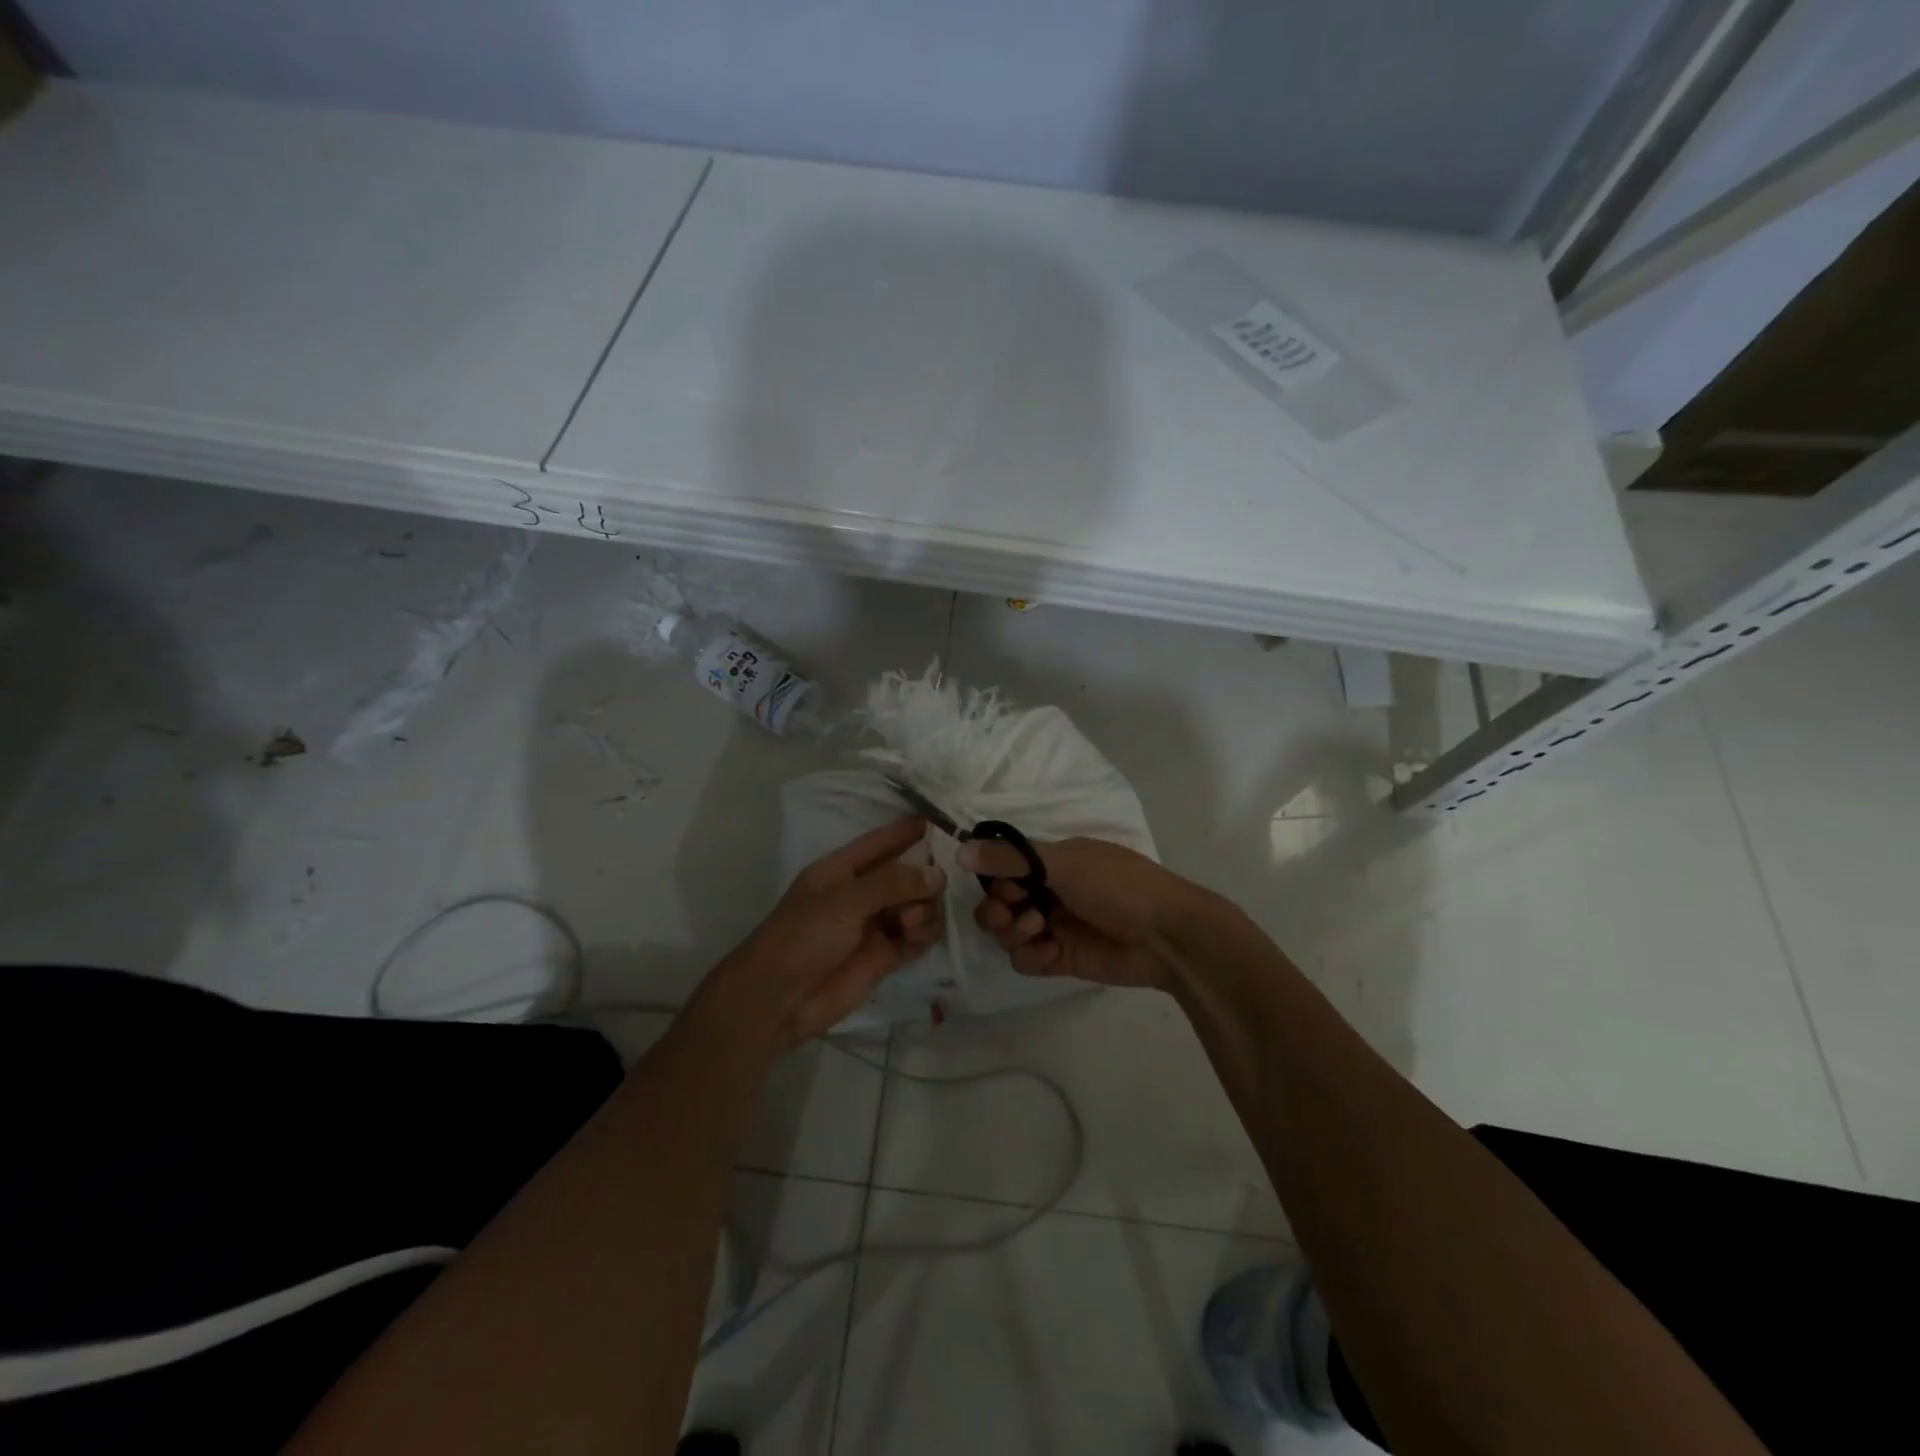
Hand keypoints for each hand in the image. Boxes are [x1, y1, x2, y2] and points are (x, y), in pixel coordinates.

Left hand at [692, 817, 943, 1053]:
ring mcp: (874, 925)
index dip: (908, 831)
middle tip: (927, 892)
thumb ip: (892, 883)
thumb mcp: (844, 900)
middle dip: (923, 878)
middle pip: (907, 875)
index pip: (881, 842)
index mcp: (842, 870)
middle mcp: (861, 893)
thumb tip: (938, 875)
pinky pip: (917, 936)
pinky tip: (918, 937)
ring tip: (910, 924)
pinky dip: (924, 934)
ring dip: (923, 910)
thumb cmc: (803, 937)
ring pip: (917, 905)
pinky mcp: (884, 957)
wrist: (778, 1000)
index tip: (943, 823)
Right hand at [960, 837, 1196, 989]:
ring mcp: (1055, 926)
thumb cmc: (1118, 886)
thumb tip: (961, 849)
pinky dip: (1030, 956)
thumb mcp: (1064, 863)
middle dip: (997, 908)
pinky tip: (1049, 951)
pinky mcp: (1061, 959)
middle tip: (1013, 912)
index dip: (995, 879)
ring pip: (1007, 932)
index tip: (1005, 884)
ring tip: (1035, 929)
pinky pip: (1026, 959)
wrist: (1167, 936)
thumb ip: (1011, 859)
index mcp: (1052, 862)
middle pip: (999, 902)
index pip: (1004, 868)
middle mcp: (1049, 891)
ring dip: (1011, 931)